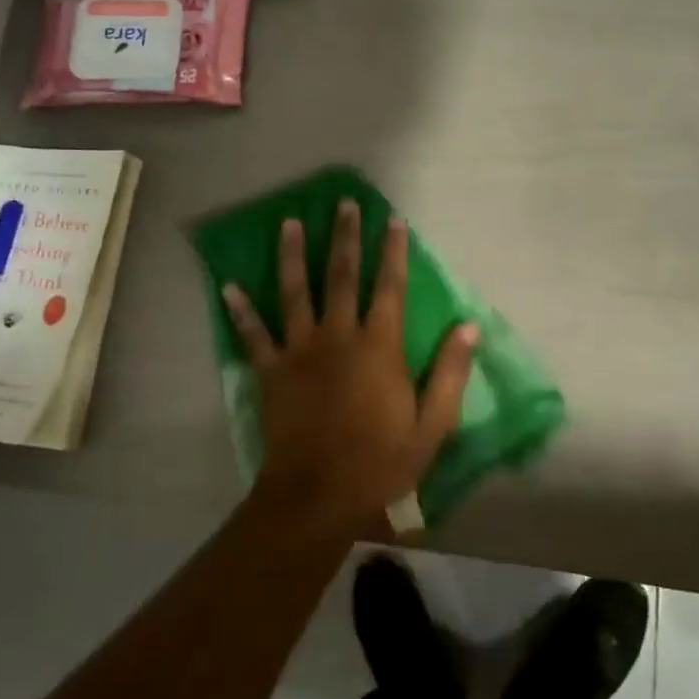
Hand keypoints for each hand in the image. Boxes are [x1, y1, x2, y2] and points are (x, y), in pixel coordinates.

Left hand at [221, 199, 477, 535]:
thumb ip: (450, 372)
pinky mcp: (271, 371)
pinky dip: (241, 311)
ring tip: (288, 223)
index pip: (389, 287)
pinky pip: (253, 335)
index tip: (393, 219)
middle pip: (341, 276)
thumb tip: (468, 326)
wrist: (319, 494)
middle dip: (344, 237)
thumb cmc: (381, 461)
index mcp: (379, 346)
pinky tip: (229, 286)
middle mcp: (338, 336)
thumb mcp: (432, 425)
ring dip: (292, 255)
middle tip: (343, 203)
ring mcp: (300, 350)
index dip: (393, 251)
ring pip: (294, 292)